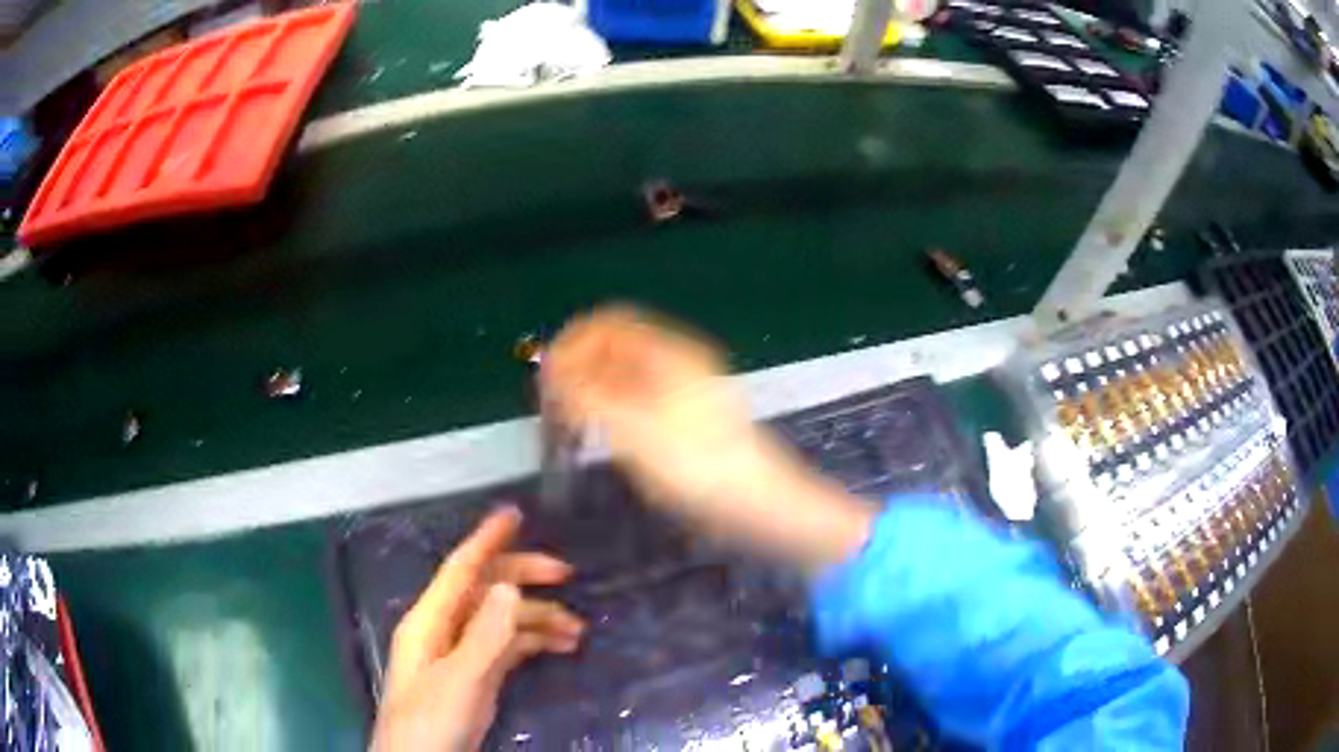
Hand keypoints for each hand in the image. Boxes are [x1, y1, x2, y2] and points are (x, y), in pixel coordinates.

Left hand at [371, 507, 584, 750]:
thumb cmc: (431, 721)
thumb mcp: (460, 680)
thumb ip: (485, 636)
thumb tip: (510, 586)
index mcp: (430, 621)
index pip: (460, 569)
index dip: (486, 539)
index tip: (515, 513)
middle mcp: (444, 629)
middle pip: (485, 590)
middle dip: (524, 577)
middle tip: (567, 574)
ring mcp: (460, 654)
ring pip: (501, 621)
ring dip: (538, 619)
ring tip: (579, 630)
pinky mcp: (475, 676)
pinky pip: (507, 647)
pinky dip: (533, 643)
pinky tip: (561, 647)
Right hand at [543, 305, 873, 572]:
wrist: (756, 502)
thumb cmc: (696, 463)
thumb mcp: (633, 427)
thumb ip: (586, 393)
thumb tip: (553, 367)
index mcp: (669, 352)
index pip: (609, 323)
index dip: (573, 342)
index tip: (546, 376)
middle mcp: (677, 363)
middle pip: (616, 348)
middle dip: (580, 368)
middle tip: (554, 406)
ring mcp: (684, 391)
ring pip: (625, 377)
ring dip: (594, 391)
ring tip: (572, 425)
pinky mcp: (686, 419)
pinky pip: (639, 400)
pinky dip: (613, 410)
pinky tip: (603, 437)